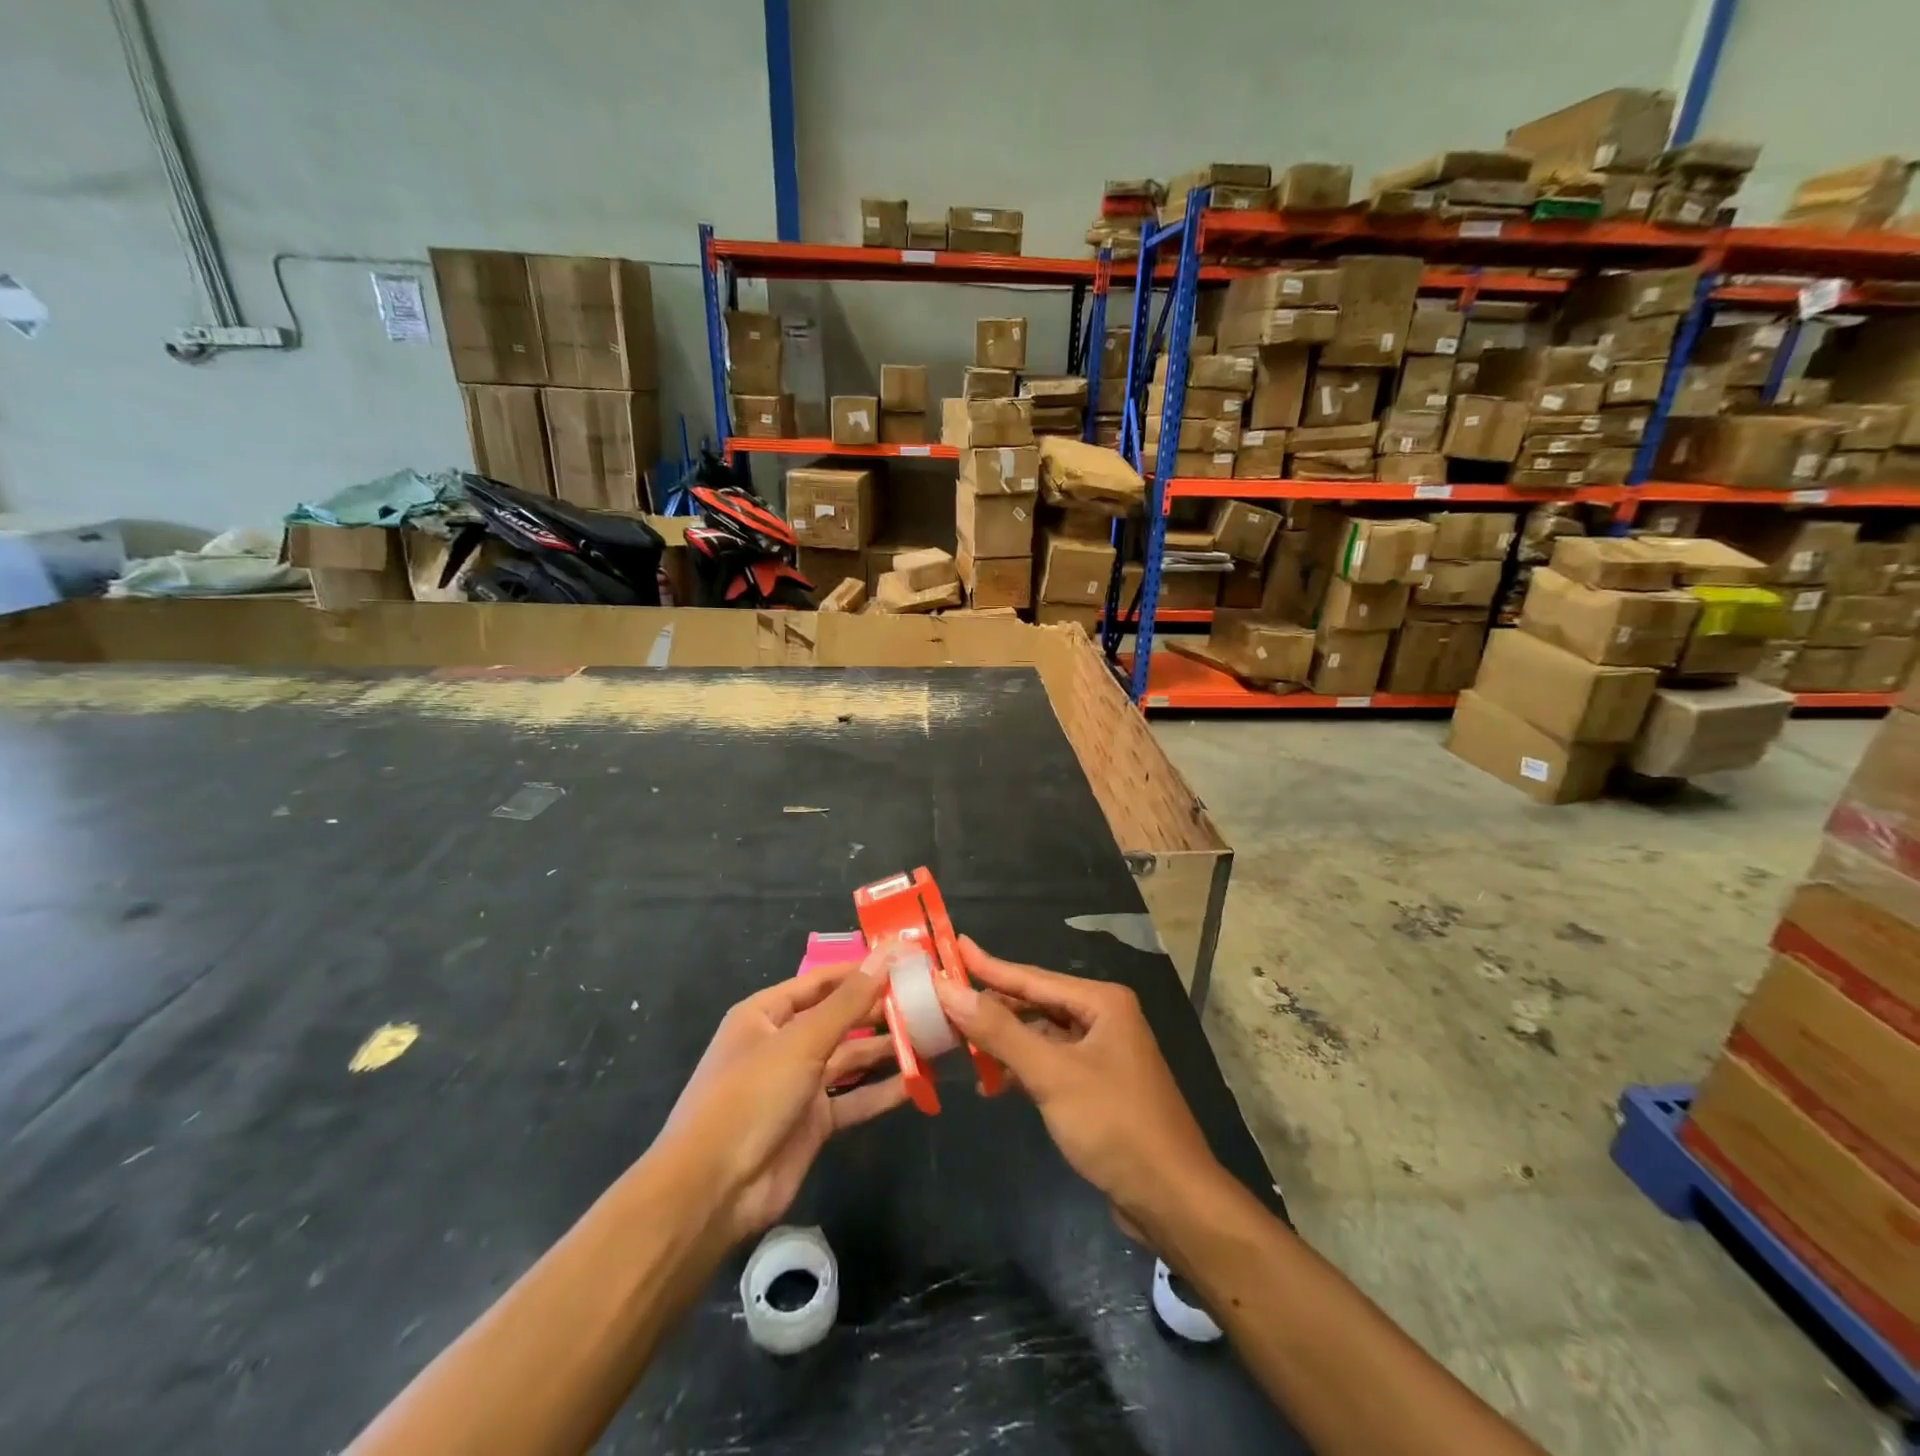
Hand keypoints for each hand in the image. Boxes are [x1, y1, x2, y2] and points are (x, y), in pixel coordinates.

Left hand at [656, 951, 906, 1243]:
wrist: (712, 1191)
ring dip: (887, 1050)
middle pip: (839, 1019)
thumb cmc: (750, 1096)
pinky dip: (882, 1091)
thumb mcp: (801, 1041)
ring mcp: (798, 1085)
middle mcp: (783, 1044)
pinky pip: (853, 1099)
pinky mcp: (813, 1123)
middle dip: (879, 1011)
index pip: (820, 982)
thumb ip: (848, 1002)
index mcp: (766, 1015)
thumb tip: (885, 955)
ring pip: (850, 1059)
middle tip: (928, 1000)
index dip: (860, 971)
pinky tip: (917, 1082)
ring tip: (932, 1036)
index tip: (904, 962)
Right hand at [933, 937, 1225, 1233]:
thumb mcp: (1052, 1074)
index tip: (951, 946)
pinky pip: (1049, 1063)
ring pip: (1040, 1035)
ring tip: (957, 1040)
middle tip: (943, 999)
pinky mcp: (1097, 1085)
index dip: (987, 965)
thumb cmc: (1114, 1125)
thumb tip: (950, 990)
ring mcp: (1102, 1053)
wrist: (1172, 1199)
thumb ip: (1000, 1031)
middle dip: (991, 1006)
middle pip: (1035, 1003)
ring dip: (1003, 1041)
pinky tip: (991, 1084)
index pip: (1031, 977)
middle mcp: (1103, 1018)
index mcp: (1101, 1002)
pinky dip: (1021, 1069)